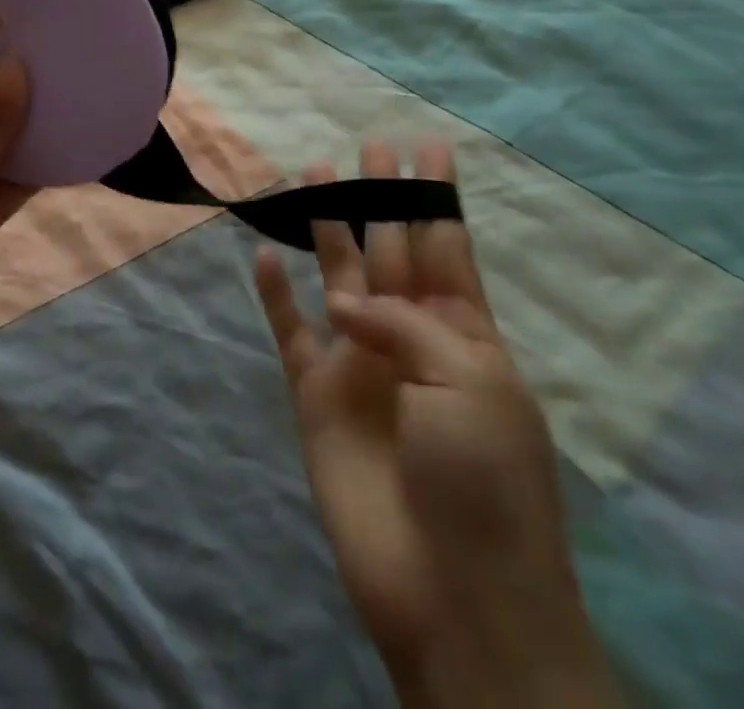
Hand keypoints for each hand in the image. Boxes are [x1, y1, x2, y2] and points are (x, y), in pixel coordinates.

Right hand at [255, 141, 619, 708]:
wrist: (451, 594)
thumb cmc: (482, 481)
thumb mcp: (469, 383)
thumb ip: (404, 322)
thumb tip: (346, 304)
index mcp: (463, 335)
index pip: (447, 247)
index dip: (436, 198)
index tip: (427, 149)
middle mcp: (408, 337)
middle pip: (390, 249)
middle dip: (381, 199)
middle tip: (368, 149)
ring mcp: (359, 362)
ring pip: (337, 276)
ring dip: (326, 230)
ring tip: (311, 177)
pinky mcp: (315, 391)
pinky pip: (288, 328)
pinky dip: (274, 293)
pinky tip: (261, 254)